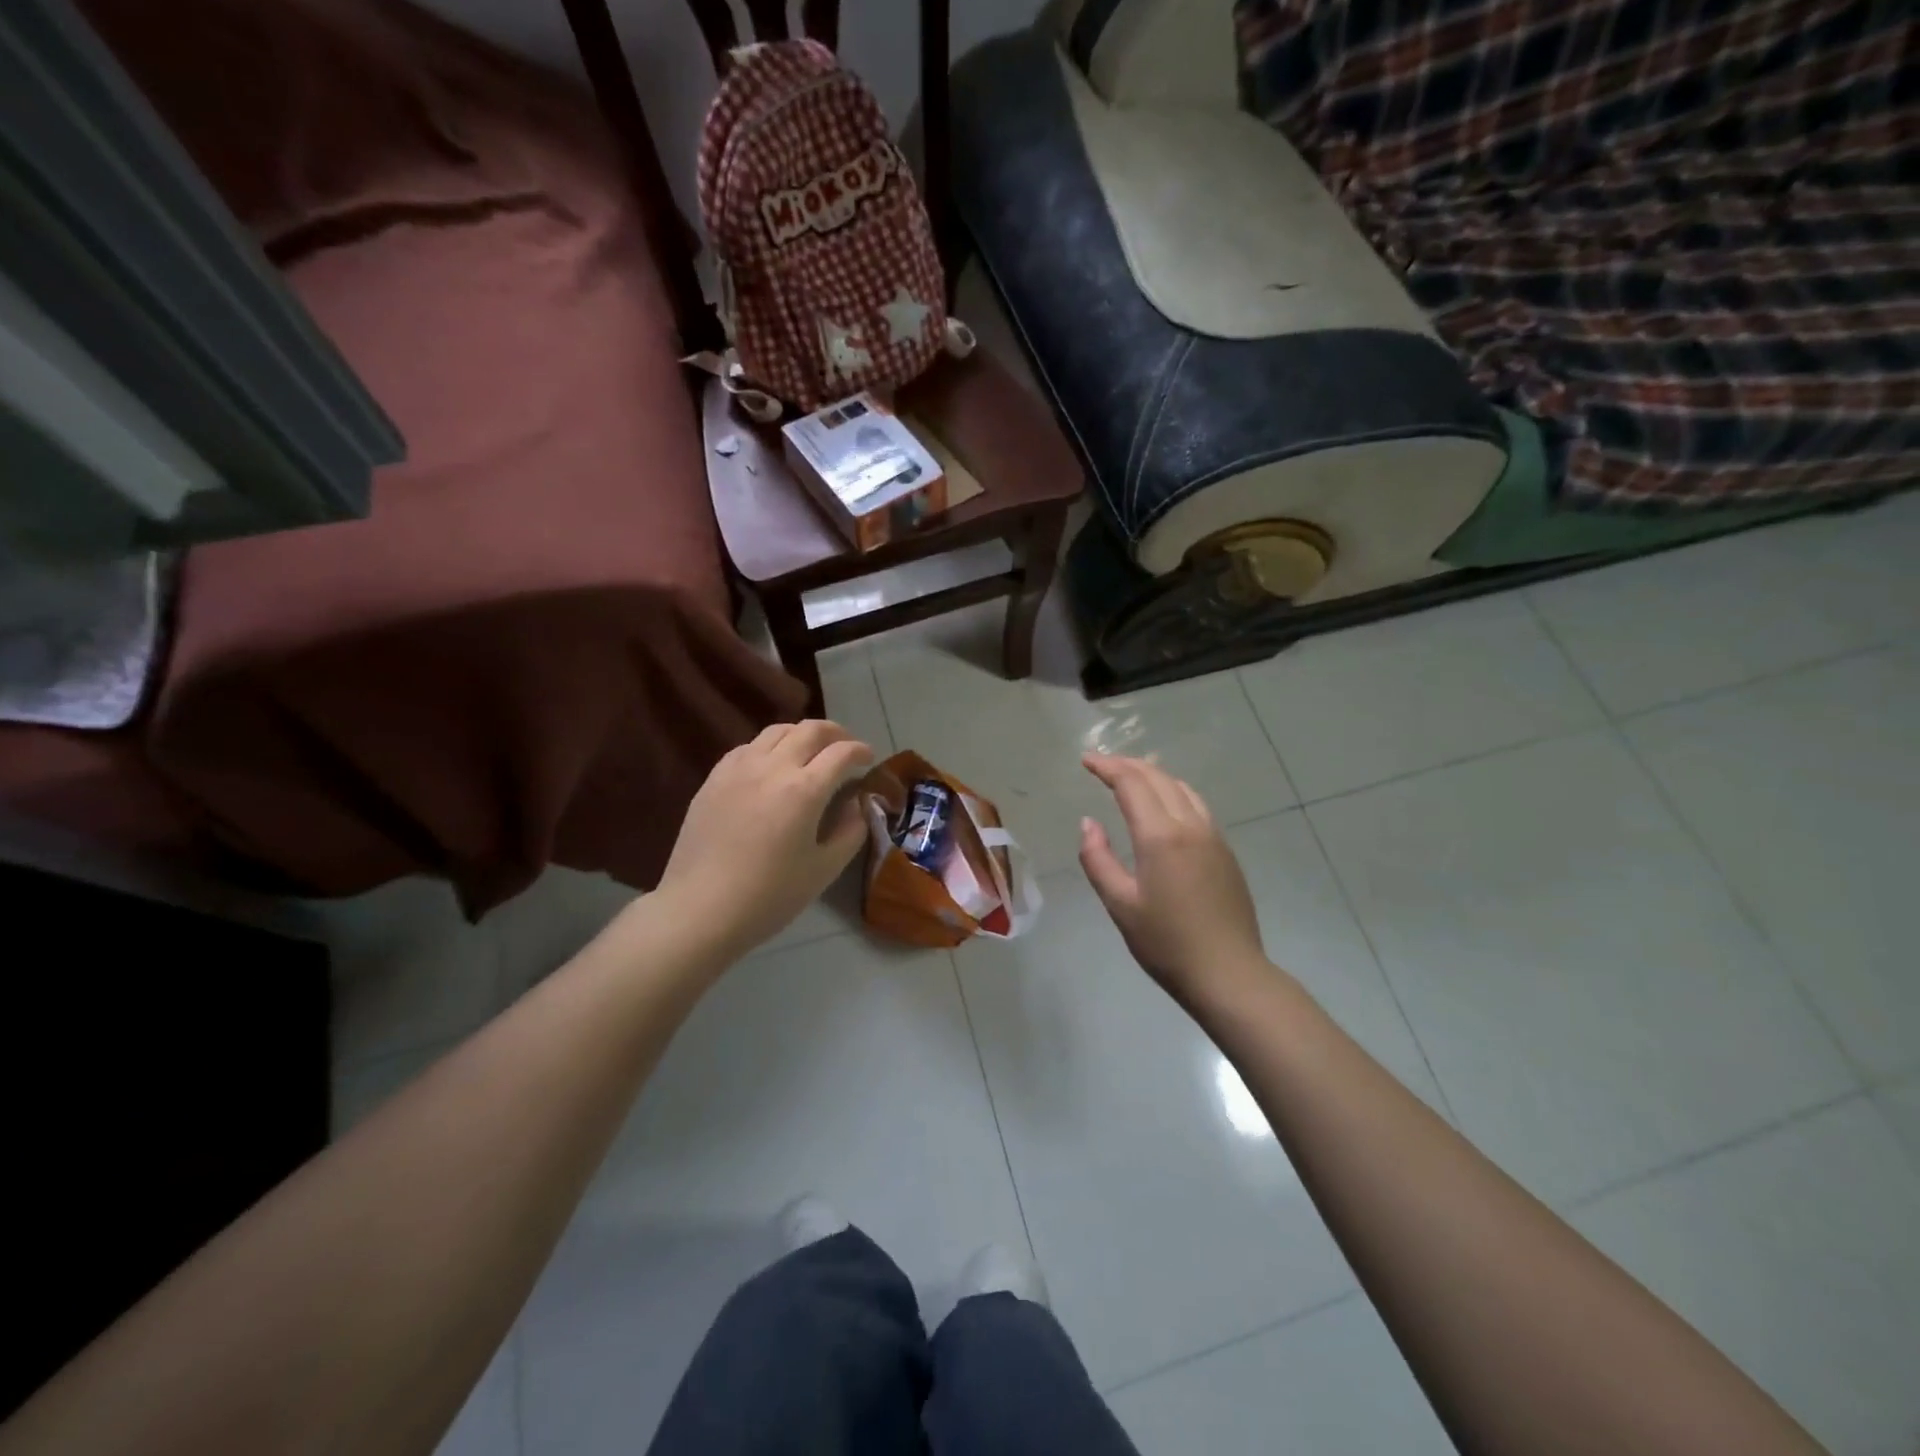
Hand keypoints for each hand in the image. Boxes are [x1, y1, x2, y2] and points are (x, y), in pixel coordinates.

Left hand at [657, 720, 874, 962]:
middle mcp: (772, 767)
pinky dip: (770, 746)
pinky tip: (771, 765)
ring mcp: (739, 768)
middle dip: (835, 733)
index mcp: (804, 790)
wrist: (700, 909)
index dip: (860, 751)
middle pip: (810, 730)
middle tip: (846, 747)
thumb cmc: (769, 896)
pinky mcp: (714, 778)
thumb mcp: (824, 870)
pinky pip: (748, 747)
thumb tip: (856, 805)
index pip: (841, 753)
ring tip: (811, 750)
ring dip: (802, 734)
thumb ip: (850, 831)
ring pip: (777, 731)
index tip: (869, 759)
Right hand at [1078, 753, 1266, 998]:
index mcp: (1160, 836)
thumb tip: (1089, 823)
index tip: (1086, 760)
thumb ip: (1098, 859)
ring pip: (1182, 789)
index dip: (1107, 767)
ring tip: (1132, 776)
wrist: (1229, 973)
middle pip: (1158, 778)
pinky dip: (1174, 792)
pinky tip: (1165, 806)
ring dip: (1154, 775)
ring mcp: (1213, 837)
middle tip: (1103, 764)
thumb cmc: (1166, 943)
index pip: (1131, 784)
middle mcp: (1190, 826)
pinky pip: (1197, 806)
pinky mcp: (1225, 852)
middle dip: (1129, 765)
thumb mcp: (1120, 904)